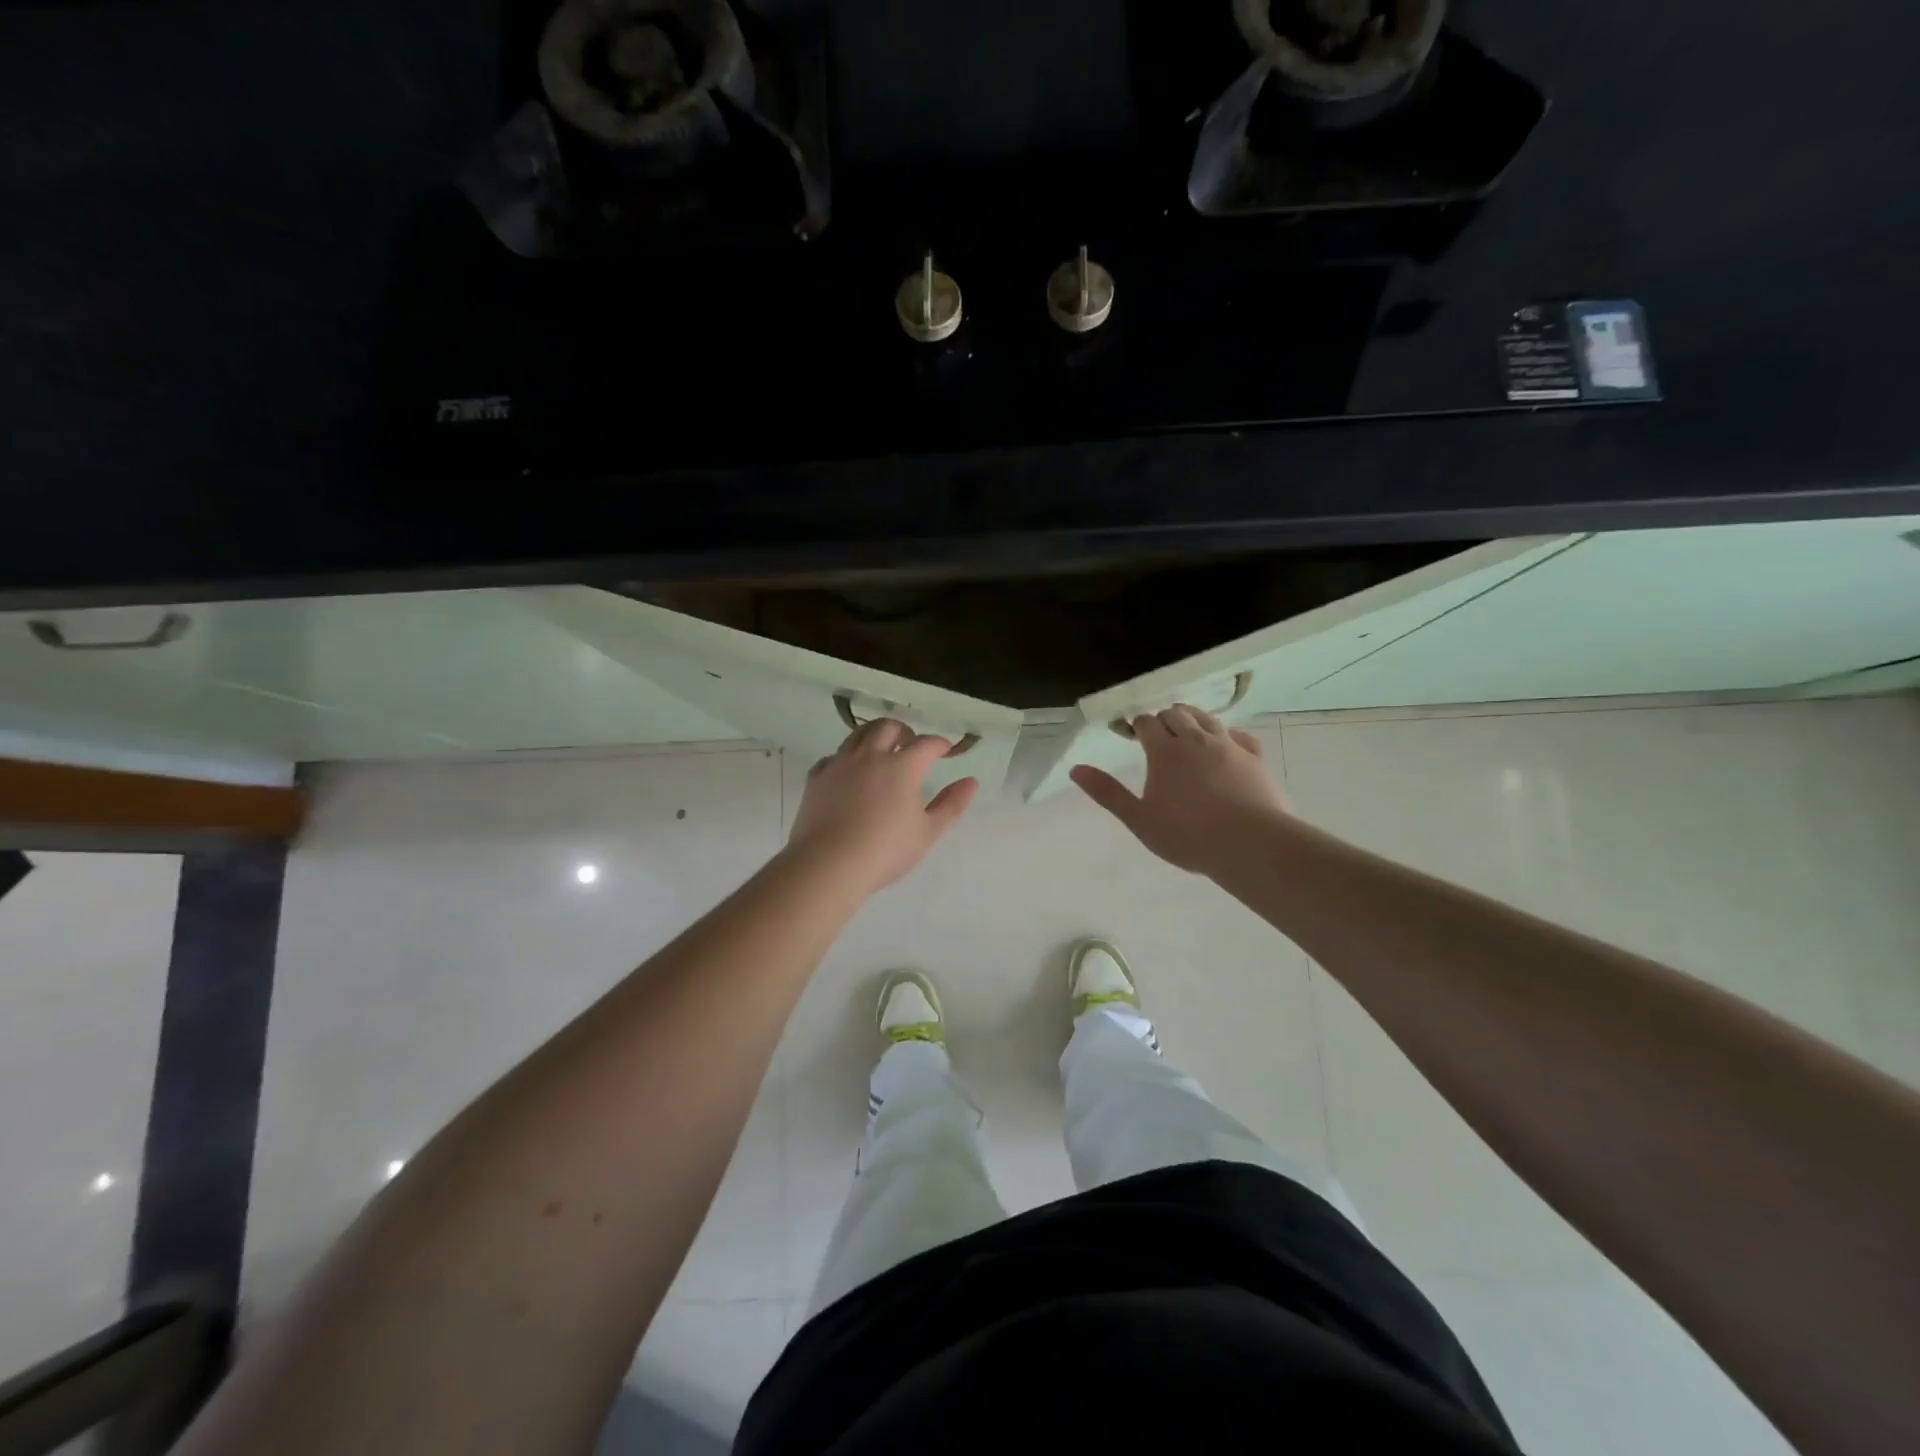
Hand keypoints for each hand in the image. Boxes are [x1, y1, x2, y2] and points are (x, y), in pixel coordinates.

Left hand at [787, 718, 978, 893]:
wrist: (830, 863)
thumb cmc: (886, 850)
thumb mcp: (928, 832)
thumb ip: (952, 804)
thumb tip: (971, 782)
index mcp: (902, 766)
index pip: (926, 744)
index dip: (939, 744)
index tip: (945, 750)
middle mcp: (870, 755)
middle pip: (888, 727)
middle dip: (904, 731)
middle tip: (910, 745)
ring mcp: (840, 763)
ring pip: (857, 734)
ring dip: (873, 736)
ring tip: (880, 750)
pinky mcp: (817, 777)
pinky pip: (833, 757)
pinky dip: (845, 758)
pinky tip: (848, 772)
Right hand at [1072, 705, 1286, 875]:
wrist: (1250, 844)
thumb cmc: (1187, 835)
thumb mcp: (1139, 819)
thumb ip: (1108, 793)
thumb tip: (1076, 769)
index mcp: (1164, 752)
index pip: (1146, 723)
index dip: (1136, 725)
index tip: (1129, 732)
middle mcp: (1196, 740)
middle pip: (1176, 714)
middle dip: (1163, 719)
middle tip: (1157, 733)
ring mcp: (1228, 746)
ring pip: (1207, 718)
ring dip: (1193, 718)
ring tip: (1186, 729)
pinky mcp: (1254, 757)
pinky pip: (1240, 735)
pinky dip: (1228, 734)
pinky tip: (1226, 742)